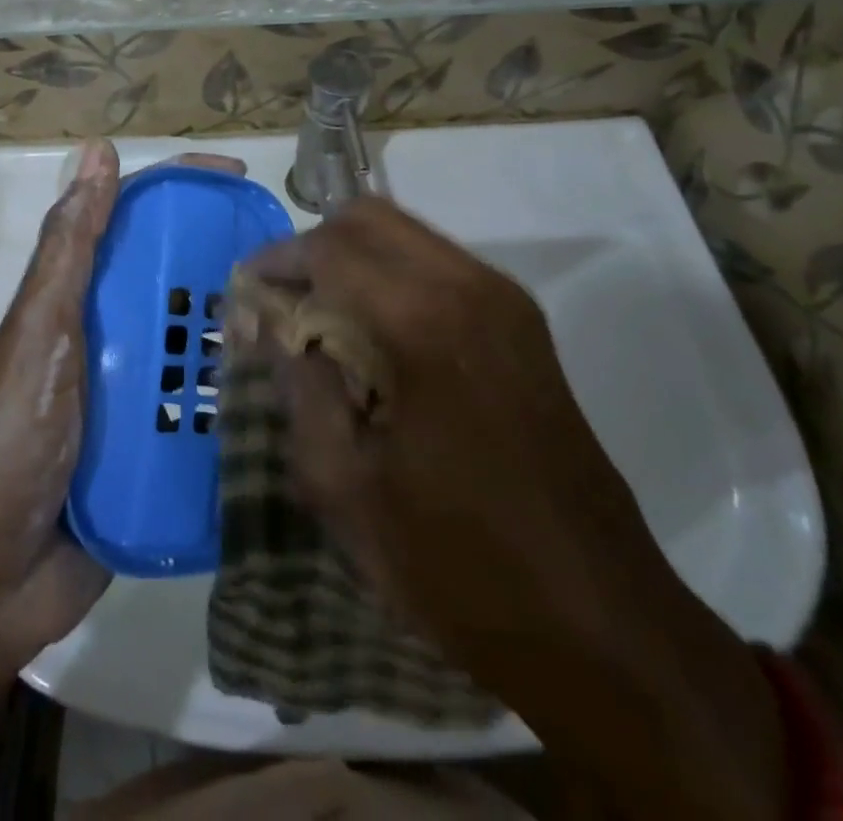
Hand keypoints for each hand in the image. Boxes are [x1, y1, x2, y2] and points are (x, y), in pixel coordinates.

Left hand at [0, 140, 245, 666]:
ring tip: (306, 330)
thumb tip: (98, 150)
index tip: (239, 181)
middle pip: (174, 284)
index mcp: (76, 302)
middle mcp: (107, 341)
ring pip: (196, 348)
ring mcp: (131, 401)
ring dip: (241, 336)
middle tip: (294, 270)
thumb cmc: (6, 444)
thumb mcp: (37, 335)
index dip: (181, 192)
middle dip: (226, 267)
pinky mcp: (152, 457)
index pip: (133, 224)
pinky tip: (287, 400)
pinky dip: (237, 405)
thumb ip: (70, 250)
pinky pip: (203, 417)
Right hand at [248, 198, 788, 820]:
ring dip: (352, 260)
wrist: (600, 624)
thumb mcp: (344, 485)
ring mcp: (505, 301)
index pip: (327, 247)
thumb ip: (298, 385)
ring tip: (318, 319)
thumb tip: (269, 324)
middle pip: (368, 218)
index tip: (242, 295)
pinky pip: (438, 266)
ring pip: (405, 236)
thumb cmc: (456, 564)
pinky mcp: (524, 325)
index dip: (275, 262)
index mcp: (422, 320)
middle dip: (312, 247)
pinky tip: (373, 338)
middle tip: (279, 301)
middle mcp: (469, 286)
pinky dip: (391, 278)